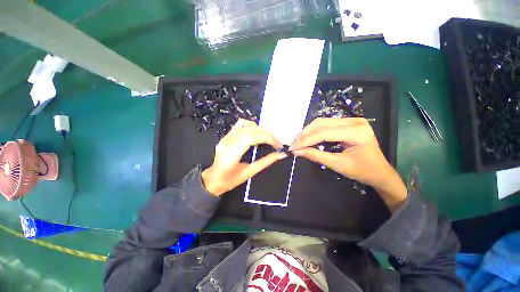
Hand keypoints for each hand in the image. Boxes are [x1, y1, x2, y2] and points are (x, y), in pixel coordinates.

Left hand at [202, 119, 286, 195]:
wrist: (213, 178)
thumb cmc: (230, 180)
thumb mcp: (249, 173)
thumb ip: (265, 162)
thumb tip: (281, 154)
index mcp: (231, 154)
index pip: (251, 138)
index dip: (267, 138)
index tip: (277, 144)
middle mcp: (227, 142)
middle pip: (250, 130)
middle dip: (266, 134)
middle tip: (276, 141)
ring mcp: (225, 137)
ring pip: (245, 124)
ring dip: (260, 129)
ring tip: (268, 137)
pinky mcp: (226, 135)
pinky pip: (240, 124)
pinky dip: (251, 126)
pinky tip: (257, 132)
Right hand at [290, 118, 406, 210]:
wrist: (379, 171)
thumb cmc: (362, 171)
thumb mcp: (337, 164)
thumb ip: (315, 156)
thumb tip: (296, 151)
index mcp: (357, 132)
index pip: (324, 133)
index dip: (305, 140)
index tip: (292, 147)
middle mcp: (355, 121)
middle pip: (321, 123)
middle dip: (304, 134)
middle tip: (293, 144)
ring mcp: (352, 120)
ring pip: (322, 122)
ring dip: (308, 132)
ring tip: (298, 141)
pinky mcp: (348, 123)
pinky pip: (326, 124)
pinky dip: (314, 131)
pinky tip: (307, 138)